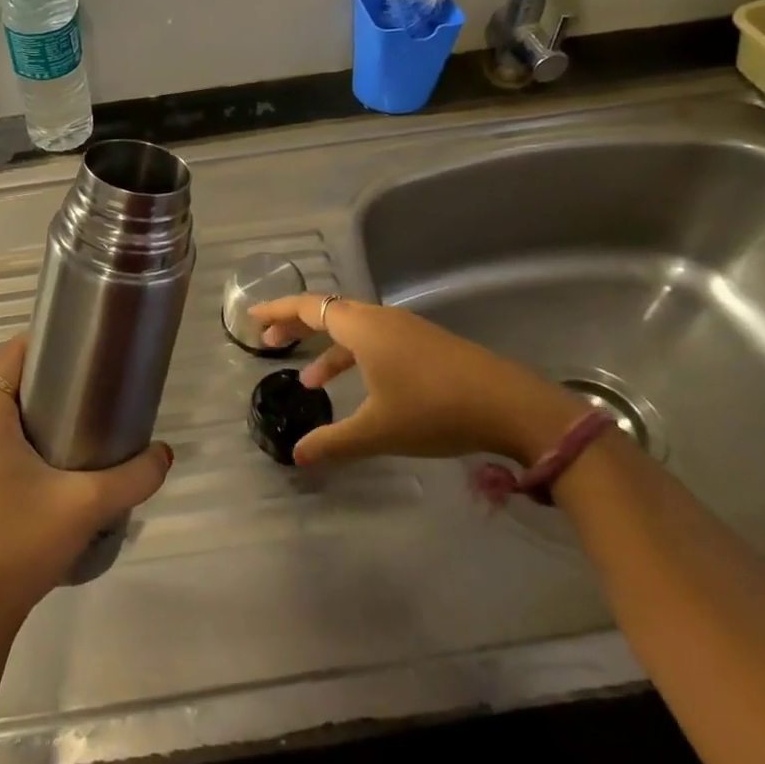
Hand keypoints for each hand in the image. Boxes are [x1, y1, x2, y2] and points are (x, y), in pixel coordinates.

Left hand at [0, 335, 173, 630]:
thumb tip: (165, 453)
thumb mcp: (87, 506)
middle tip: (95, 373)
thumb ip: (133, 477)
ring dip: (44, 406)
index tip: (77, 338)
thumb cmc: (22, 544)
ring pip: (11, 415)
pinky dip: (37, 434)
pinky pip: (9, 442)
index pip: (8, 360)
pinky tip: (70, 455)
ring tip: (90, 409)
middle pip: (12, 384)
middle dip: (50, 373)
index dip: (38, 340)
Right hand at [248, 295, 581, 467]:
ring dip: (328, 348)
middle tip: (271, 343)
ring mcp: (407, 329)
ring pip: (354, 328)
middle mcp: (382, 318)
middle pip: (329, 312)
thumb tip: (297, 456)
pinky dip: (355, 356)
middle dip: (298, 327)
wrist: (511, 406)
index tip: (253, 318)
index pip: (308, 307)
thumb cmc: (434, 410)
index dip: (278, 311)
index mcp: (362, 326)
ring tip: (310, 381)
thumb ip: (333, 441)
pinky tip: (360, 387)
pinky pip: (375, 339)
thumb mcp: (378, 430)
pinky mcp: (427, 344)